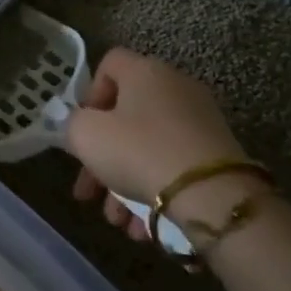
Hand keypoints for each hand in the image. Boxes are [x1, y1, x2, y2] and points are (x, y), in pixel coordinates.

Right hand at [64, 48, 257, 240]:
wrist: (211, 193)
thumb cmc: (139, 152)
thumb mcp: (86, 135)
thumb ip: (74, 125)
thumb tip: (84, 127)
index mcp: (146, 72)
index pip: (109, 64)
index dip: (89, 94)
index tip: (82, 129)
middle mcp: (176, 88)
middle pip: (125, 117)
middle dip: (101, 160)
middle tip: (88, 193)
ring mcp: (200, 121)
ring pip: (147, 149)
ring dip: (124, 185)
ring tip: (117, 221)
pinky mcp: (216, 154)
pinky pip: (172, 167)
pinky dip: (154, 192)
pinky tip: (142, 226)